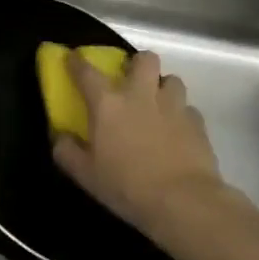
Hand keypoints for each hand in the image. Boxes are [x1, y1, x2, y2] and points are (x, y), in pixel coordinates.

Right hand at [53, 51, 231, 249]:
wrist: (184, 202)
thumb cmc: (127, 186)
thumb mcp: (85, 175)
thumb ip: (67, 151)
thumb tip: (60, 137)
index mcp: (108, 103)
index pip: (86, 71)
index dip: (76, 61)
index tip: (72, 57)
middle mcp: (141, 95)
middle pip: (144, 59)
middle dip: (137, 64)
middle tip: (130, 81)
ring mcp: (173, 106)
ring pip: (172, 79)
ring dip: (162, 87)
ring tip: (157, 105)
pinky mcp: (198, 123)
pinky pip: (188, 109)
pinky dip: (181, 115)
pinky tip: (177, 132)